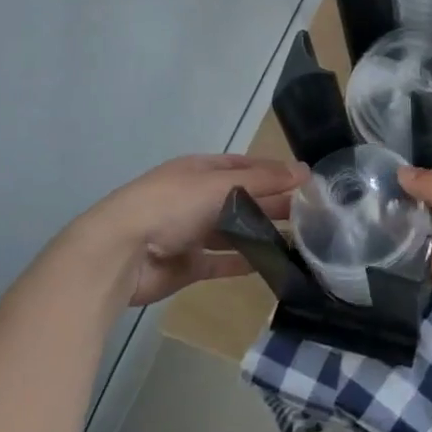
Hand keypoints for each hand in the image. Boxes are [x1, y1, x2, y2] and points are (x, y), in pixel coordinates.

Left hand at [59, 153, 305, 307]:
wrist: (120, 253)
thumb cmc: (171, 205)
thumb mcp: (221, 184)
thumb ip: (264, 180)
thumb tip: (305, 170)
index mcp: (200, 171)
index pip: (245, 166)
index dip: (274, 172)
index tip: (306, 183)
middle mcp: (196, 198)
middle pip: (242, 198)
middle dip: (273, 204)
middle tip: (310, 214)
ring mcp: (191, 232)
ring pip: (235, 230)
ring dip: (263, 233)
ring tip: (299, 240)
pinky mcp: (188, 265)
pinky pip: (223, 261)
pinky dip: (246, 261)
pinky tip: (272, 264)